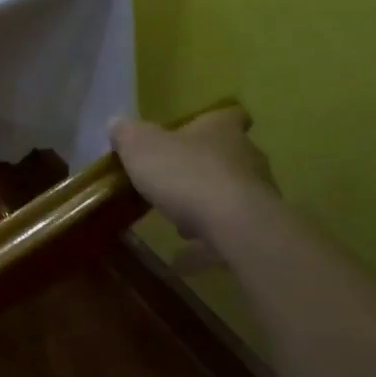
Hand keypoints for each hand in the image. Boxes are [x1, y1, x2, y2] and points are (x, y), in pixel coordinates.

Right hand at [110, 107, 276, 247]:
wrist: (234, 225)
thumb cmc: (186, 174)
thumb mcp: (141, 147)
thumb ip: (128, 134)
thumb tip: (117, 123)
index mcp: (221, 129)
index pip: (230, 115)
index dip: (213, 123)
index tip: (196, 134)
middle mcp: (247, 156)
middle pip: (230, 156)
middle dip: (205, 169)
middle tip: (176, 183)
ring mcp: (257, 194)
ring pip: (232, 195)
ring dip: (209, 207)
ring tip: (180, 225)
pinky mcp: (258, 229)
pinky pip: (228, 235)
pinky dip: (208, 246)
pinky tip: (183, 261)